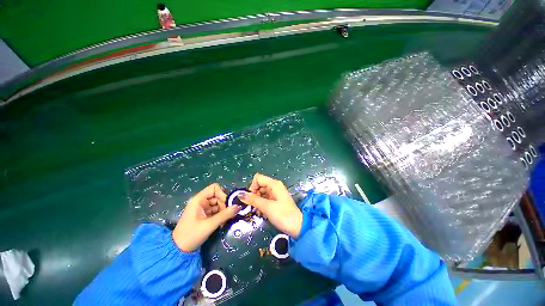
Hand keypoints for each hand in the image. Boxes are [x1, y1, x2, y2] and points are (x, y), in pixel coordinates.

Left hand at [173, 183, 240, 251]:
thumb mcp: (209, 225)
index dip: (222, 194)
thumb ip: (224, 215)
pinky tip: (223, 222)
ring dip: (224, 210)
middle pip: (217, 196)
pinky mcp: (204, 215)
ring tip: (227, 220)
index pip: (214, 188)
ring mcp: (202, 208)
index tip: (228, 204)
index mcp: (198, 200)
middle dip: (224, 204)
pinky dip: (221, 215)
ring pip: (218, 204)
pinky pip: (216, 211)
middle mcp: (201, 201)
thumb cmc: (191, 235)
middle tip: (230, 214)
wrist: (178, 251)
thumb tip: (239, 206)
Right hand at [238, 173, 302, 237]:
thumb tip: (240, 194)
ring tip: (257, 211)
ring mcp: (275, 193)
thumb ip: (253, 200)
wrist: (297, 226)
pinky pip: (265, 199)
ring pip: (261, 193)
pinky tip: (261, 213)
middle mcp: (274, 186)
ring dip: (257, 201)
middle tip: (253, 207)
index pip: (257, 178)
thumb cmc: (283, 215)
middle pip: (259, 185)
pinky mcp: (276, 200)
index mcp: (274, 184)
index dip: (252, 187)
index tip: (251, 198)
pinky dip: (261, 204)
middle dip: (254, 195)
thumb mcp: (267, 207)